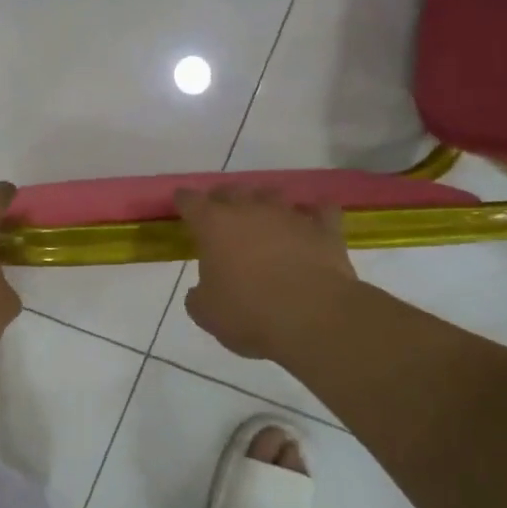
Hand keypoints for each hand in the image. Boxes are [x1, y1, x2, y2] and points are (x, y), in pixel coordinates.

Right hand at [176, 187, 359, 361]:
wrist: (313, 317)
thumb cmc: (248, 313)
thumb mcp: (207, 313)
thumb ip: (199, 296)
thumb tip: (201, 291)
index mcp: (214, 225)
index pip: (190, 201)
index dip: (184, 201)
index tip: (182, 203)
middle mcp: (250, 210)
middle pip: (231, 190)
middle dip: (223, 198)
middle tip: (221, 212)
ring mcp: (289, 215)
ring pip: (273, 194)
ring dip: (265, 202)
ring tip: (264, 215)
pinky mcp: (324, 229)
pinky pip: (321, 210)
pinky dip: (315, 213)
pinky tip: (312, 221)